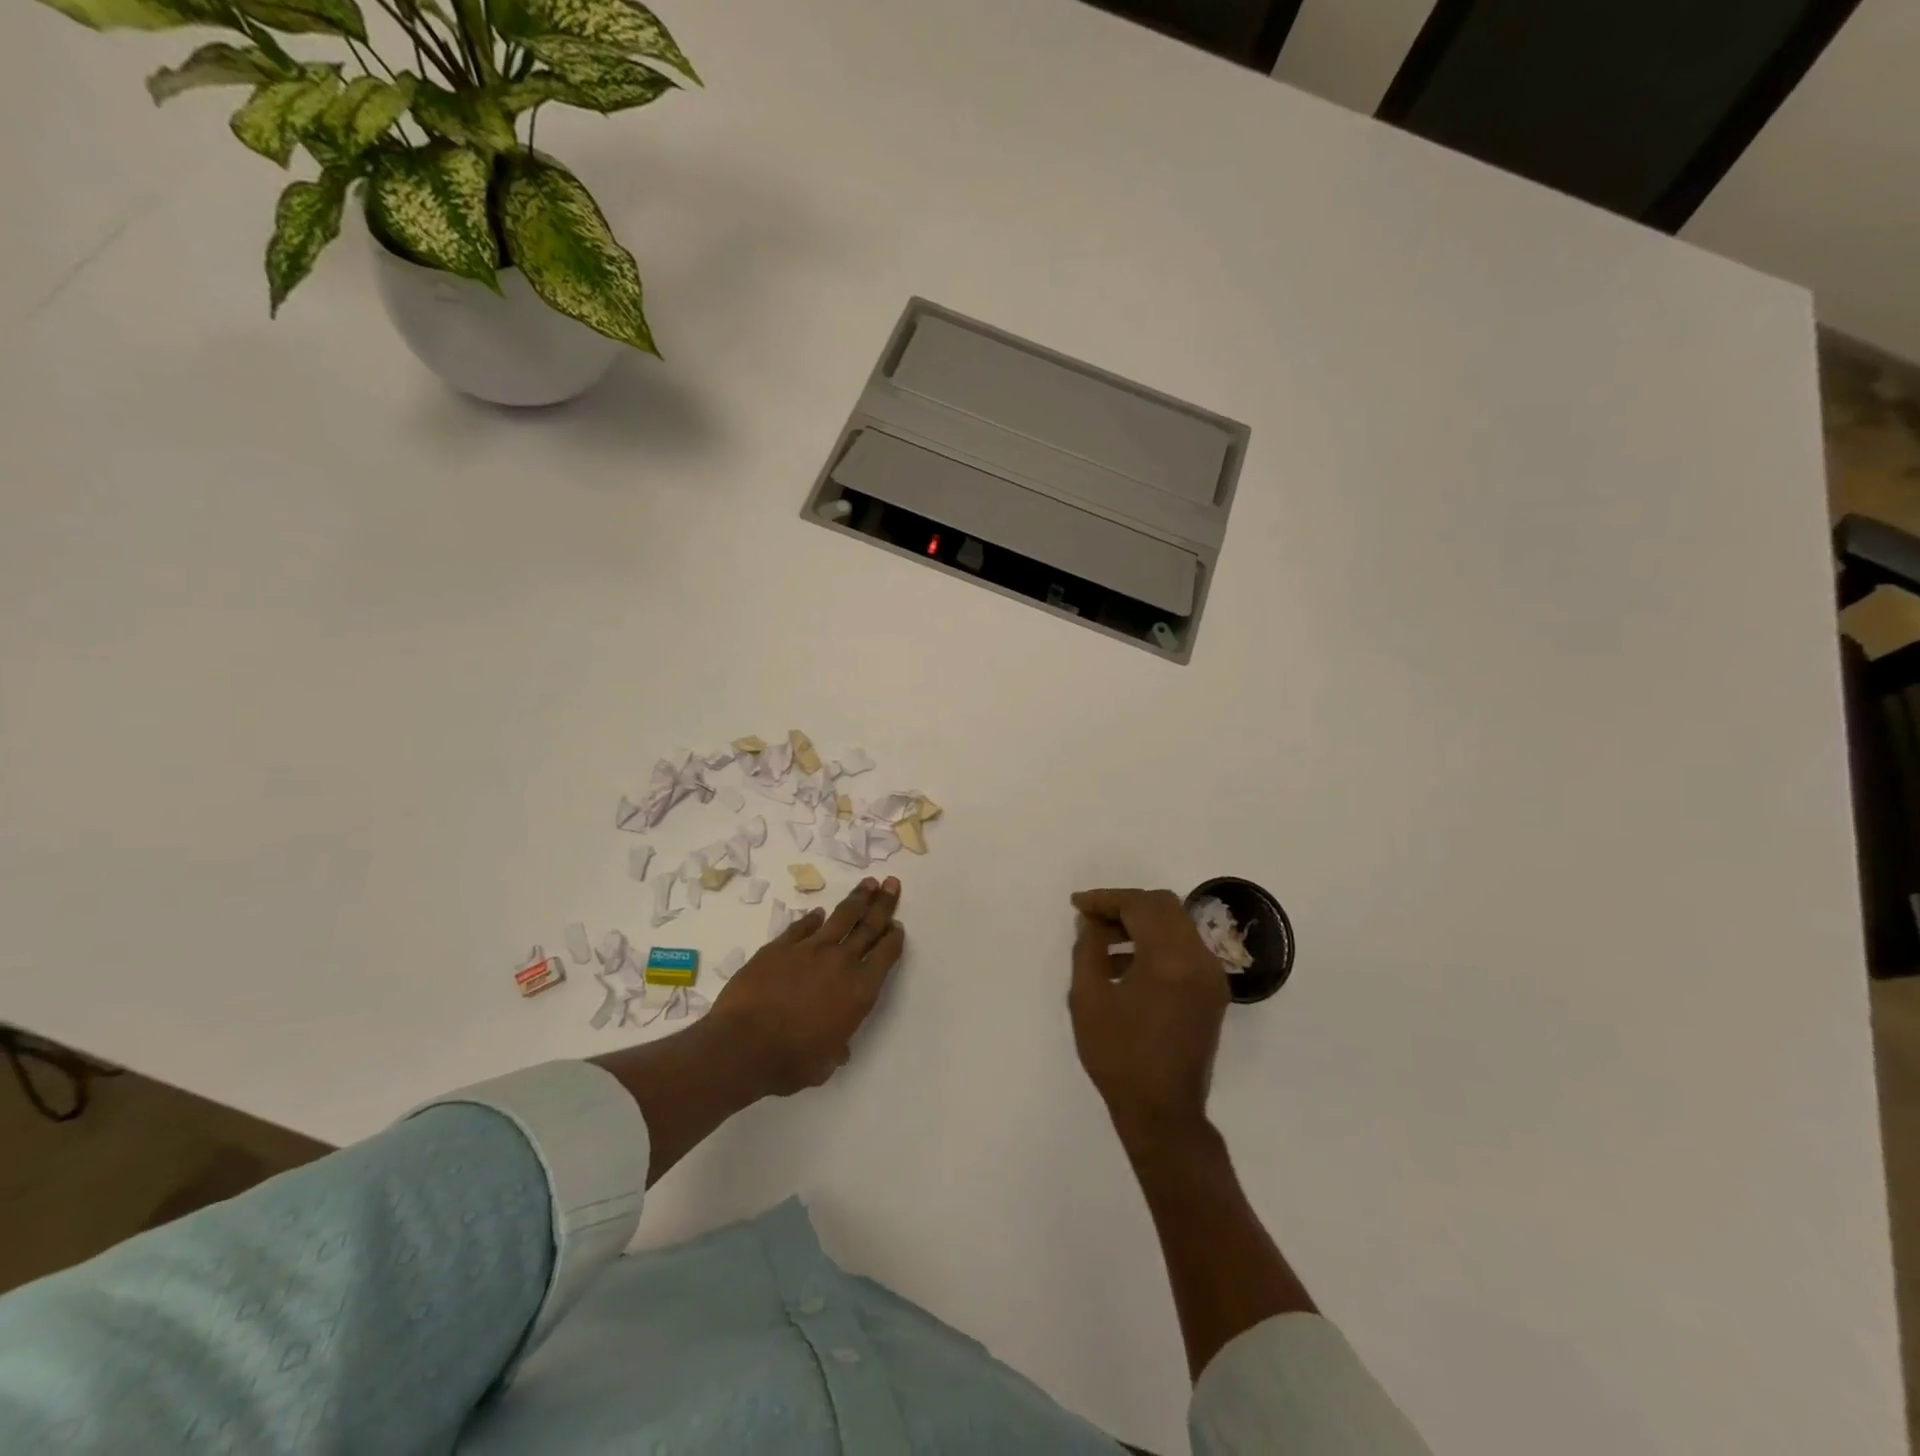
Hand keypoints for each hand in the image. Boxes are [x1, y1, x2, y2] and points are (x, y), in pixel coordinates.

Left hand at [709, 876, 903, 1096]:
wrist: (743, 1046)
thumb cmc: (789, 1062)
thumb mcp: (824, 1064)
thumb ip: (836, 1048)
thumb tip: (837, 1048)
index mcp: (860, 991)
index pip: (885, 955)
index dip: (893, 938)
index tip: (897, 925)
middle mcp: (841, 963)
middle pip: (869, 926)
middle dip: (883, 904)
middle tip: (892, 884)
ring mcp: (809, 950)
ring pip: (840, 917)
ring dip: (857, 899)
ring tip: (868, 883)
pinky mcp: (780, 947)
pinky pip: (802, 926)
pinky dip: (812, 919)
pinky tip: (818, 913)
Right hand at [1069, 888, 1228, 1143]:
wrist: (1163, 1113)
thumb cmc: (1120, 1056)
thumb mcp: (1089, 998)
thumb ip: (1088, 948)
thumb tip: (1090, 921)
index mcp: (1171, 958)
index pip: (1140, 905)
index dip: (1106, 899)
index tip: (1078, 905)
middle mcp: (1199, 959)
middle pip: (1164, 907)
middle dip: (1125, 906)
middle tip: (1091, 919)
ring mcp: (1210, 977)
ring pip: (1176, 926)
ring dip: (1140, 924)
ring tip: (1101, 943)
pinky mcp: (1211, 993)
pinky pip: (1183, 950)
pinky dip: (1155, 945)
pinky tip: (1124, 966)